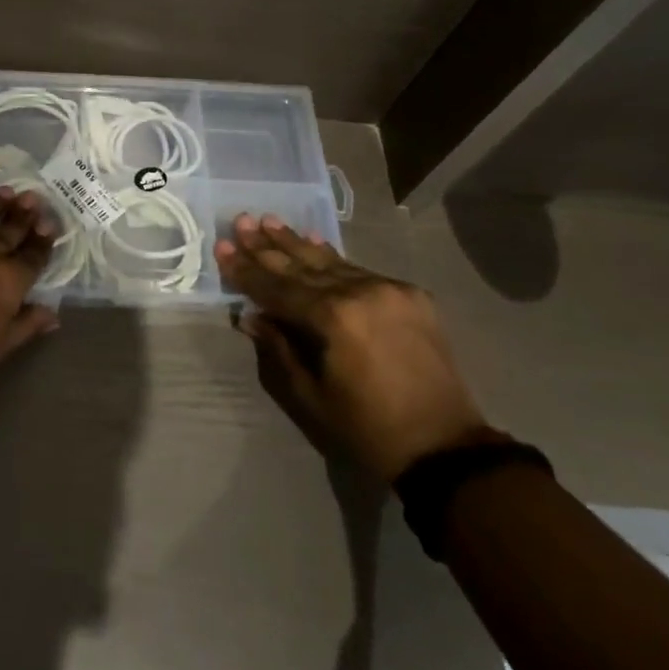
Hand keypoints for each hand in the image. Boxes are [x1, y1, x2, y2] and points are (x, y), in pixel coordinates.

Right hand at [217, 215, 487, 481]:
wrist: (446, 448)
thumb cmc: (368, 429)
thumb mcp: (311, 394)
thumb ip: (279, 347)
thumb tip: (251, 315)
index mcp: (333, 318)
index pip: (278, 288)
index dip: (246, 271)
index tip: (222, 248)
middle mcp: (360, 291)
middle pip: (302, 266)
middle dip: (267, 247)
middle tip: (240, 222)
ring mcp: (388, 288)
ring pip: (331, 261)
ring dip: (297, 243)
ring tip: (268, 221)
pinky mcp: (410, 295)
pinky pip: (360, 270)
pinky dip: (332, 257)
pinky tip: (313, 240)